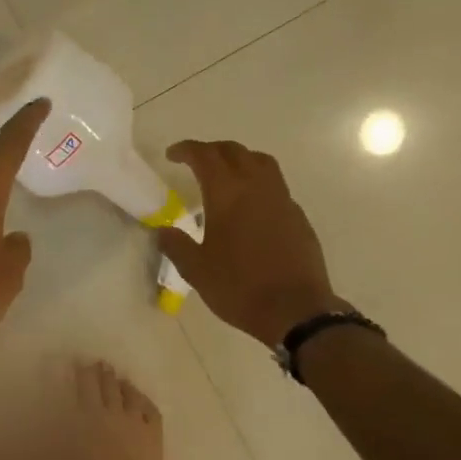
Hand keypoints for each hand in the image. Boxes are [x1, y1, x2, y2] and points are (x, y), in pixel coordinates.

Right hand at [157, 140, 347, 346]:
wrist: (294, 309)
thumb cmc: (239, 287)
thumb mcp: (196, 270)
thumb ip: (176, 245)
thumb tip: (162, 230)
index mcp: (227, 194)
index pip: (205, 156)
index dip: (187, 150)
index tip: (172, 155)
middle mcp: (257, 187)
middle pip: (235, 152)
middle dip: (212, 150)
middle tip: (195, 161)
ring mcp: (282, 200)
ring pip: (261, 162)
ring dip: (240, 159)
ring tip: (226, 175)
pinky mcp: (298, 217)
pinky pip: (276, 186)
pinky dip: (258, 183)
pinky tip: (250, 207)